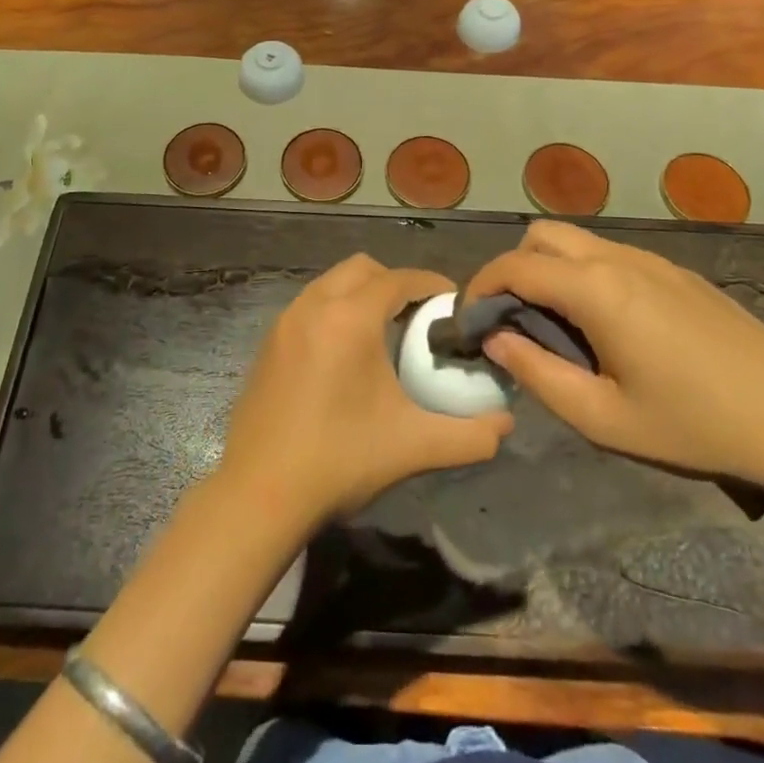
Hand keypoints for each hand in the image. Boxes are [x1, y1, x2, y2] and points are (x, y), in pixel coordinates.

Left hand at [220, 255, 512, 523]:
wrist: (258, 494)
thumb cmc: (339, 460)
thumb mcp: (413, 447)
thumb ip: (469, 435)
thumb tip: (505, 425)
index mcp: (349, 318)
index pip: (398, 279)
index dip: (430, 284)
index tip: (452, 302)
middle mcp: (314, 306)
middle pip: (362, 268)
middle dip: (394, 282)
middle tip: (418, 316)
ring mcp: (284, 322)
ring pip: (331, 283)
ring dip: (361, 294)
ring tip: (384, 333)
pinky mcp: (268, 342)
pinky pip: (309, 305)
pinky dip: (334, 311)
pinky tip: (345, 355)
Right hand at [464, 220, 763, 495]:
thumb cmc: (694, 424)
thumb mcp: (603, 418)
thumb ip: (537, 374)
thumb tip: (496, 341)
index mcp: (596, 289)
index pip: (514, 266)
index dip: (480, 289)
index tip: (470, 324)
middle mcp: (618, 259)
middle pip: (542, 235)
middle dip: (513, 268)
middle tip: (513, 320)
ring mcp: (652, 260)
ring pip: (577, 241)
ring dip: (549, 269)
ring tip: (556, 326)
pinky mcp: (677, 272)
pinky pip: (611, 255)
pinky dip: (584, 274)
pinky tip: (607, 326)